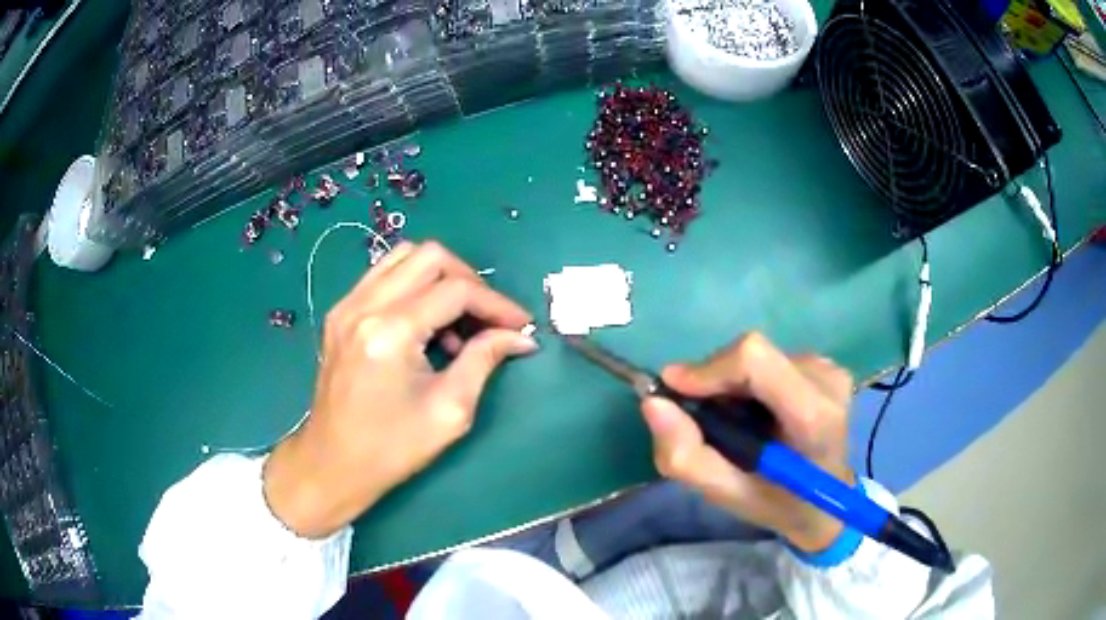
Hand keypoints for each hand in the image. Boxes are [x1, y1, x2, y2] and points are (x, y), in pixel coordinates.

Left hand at [263, 241, 536, 537]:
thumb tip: (519, 336)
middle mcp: (364, 305)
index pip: (456, 290)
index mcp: (390, 332)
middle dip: (470, 281)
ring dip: (441, 278)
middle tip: (489, 318)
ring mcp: (347, 305)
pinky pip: (384, 275)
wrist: (333, 463)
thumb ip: (484, 360)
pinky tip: (426, 323)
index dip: (496, 303)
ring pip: (405, 256)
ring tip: (458, 320)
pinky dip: (415, 286)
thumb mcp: (449, 410)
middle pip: (430, 257)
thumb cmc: (392, 448)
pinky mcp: (340, 313)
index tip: (520, 325)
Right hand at [641, 333, 854, 552]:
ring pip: (758, 357)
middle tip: (702, 419)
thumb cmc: (781, 506)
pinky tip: (758, 415)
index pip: (755, 360)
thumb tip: (653, 403)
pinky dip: (750, 384)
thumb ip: (687, 457)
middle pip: (752, 354)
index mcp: (813, 418)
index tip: (675, 391)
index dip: (708, 368)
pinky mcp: (825, 366)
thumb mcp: (728, 496)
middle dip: (715, 381)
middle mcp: (826, 380)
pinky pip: (771, 360)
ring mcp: (829, 370)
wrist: (831, 505)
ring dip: (732, 385)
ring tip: (735, 424)